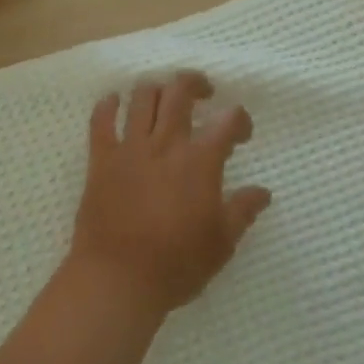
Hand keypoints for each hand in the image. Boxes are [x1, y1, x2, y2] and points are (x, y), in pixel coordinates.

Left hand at [70, 72, 270, 315]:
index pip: (228, 120)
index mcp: (200, 161)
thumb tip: (263, 192)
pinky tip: (113, 102)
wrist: (117, 279)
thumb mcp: (221, 243)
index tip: (242, 134)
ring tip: (164, 98)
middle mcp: (166, 144)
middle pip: (180, 91)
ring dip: (156, 89)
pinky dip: (107, 105)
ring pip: (142, 97)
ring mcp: (130, 148)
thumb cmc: (176, 264)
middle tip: (203, 94)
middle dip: (195, 83)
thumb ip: (242, 211)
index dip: (240, 120)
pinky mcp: (101, 159)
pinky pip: (100, 121)